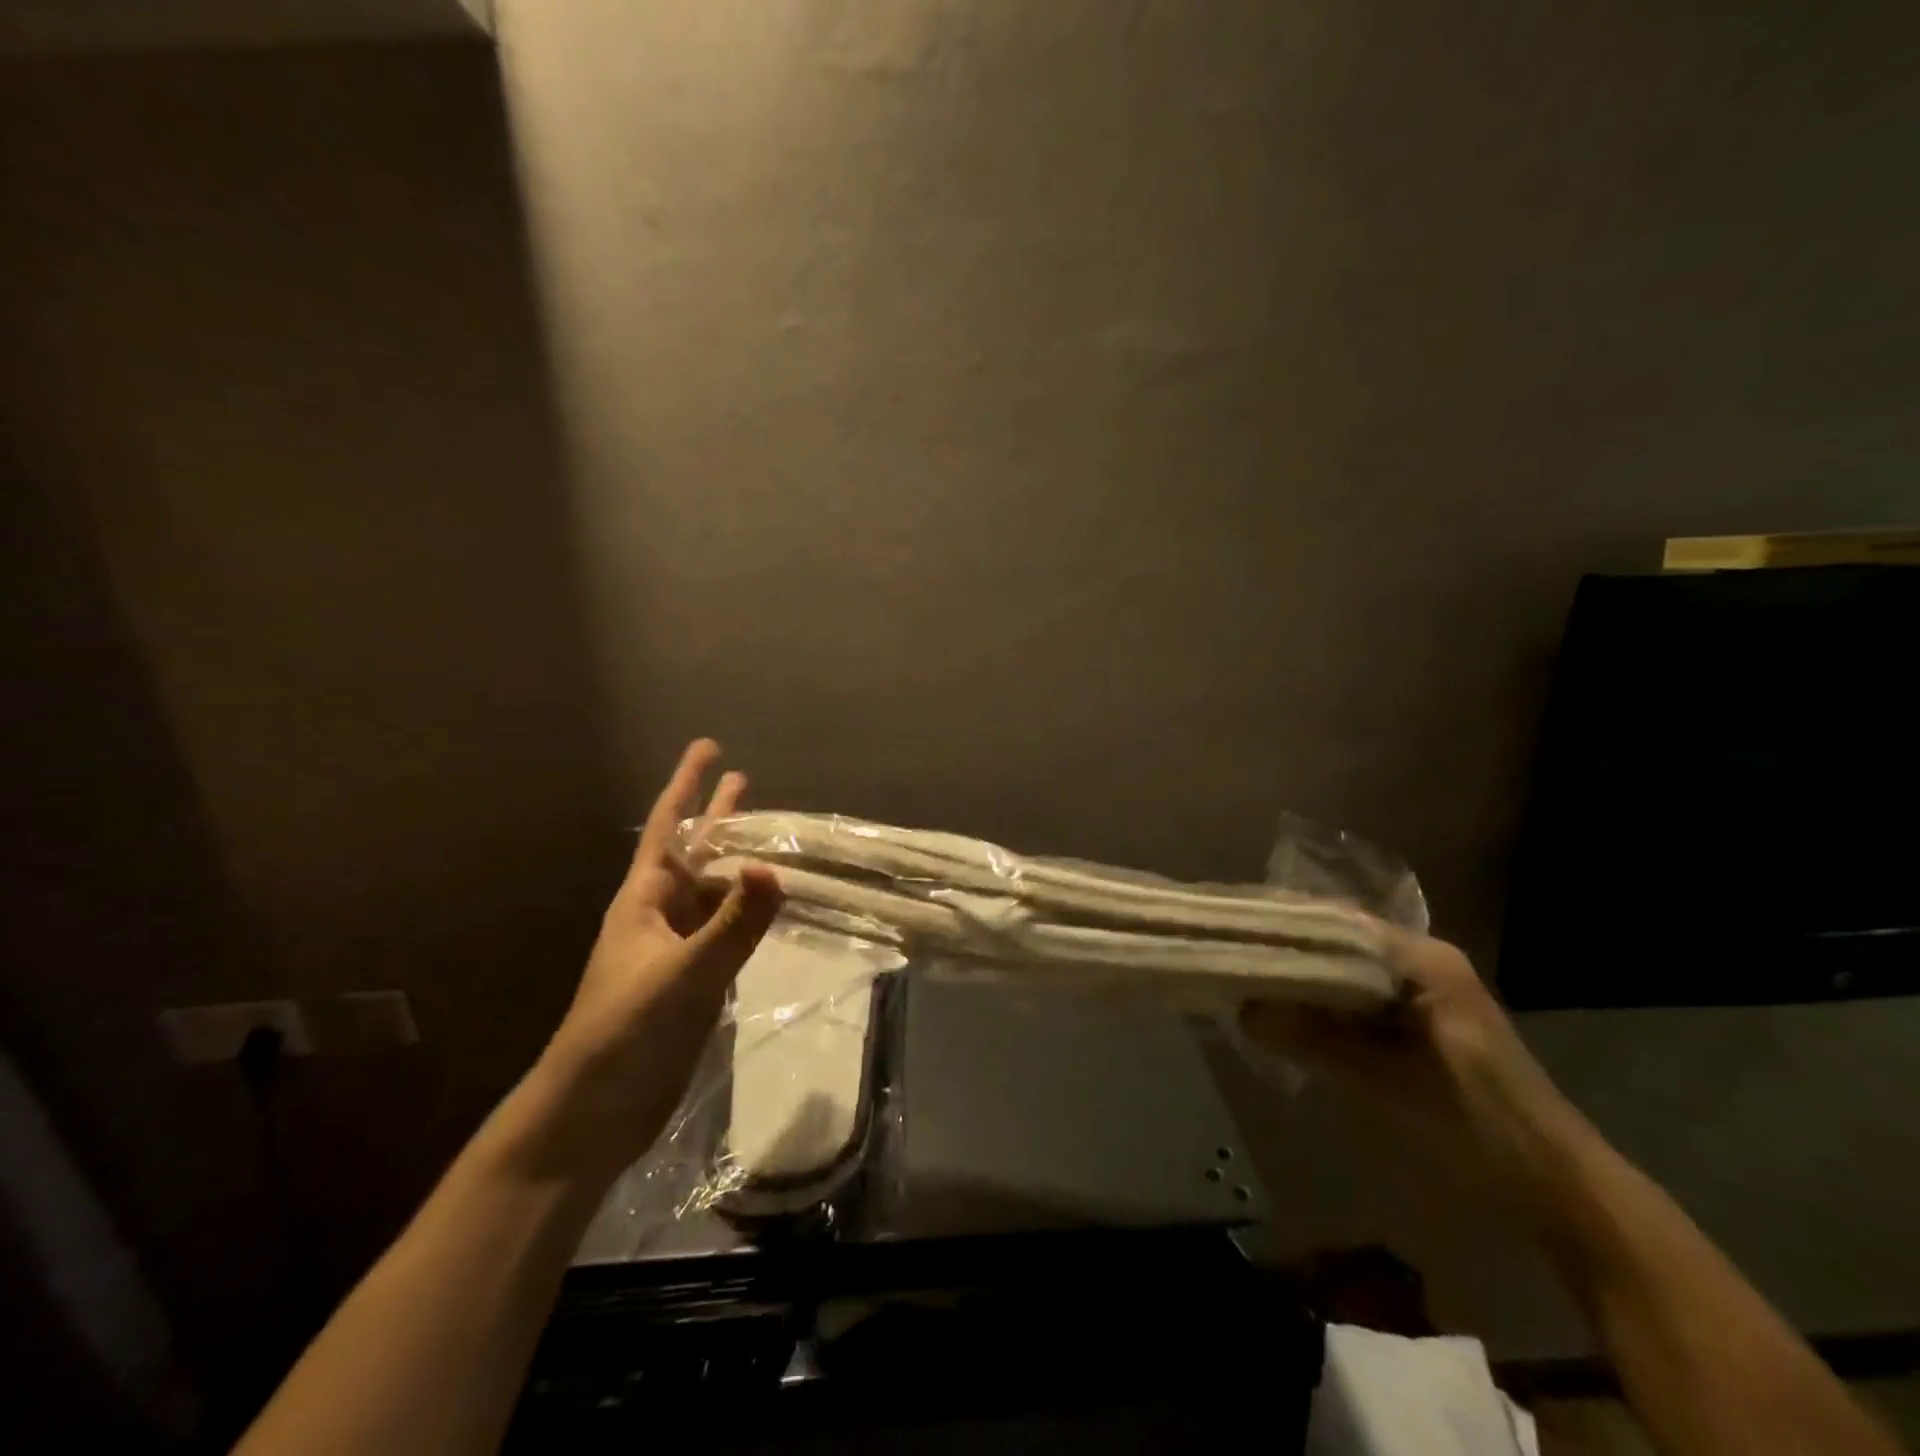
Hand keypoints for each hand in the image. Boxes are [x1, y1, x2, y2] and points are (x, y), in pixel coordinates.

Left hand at [526, 739, 782, 1182]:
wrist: (595, 1110)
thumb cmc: (625, 1031)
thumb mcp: (682, 973)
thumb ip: (731, 924)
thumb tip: (773, 867)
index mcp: (644, 900)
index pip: (669, 827)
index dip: (687, 785)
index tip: (707, 747)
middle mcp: (661, 914)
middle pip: (696, 852)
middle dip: (718, 816)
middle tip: (744, 779)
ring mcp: (678, 948)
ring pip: (715, 891)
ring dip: (739, 862)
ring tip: (770, 839)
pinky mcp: (694, 979)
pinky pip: (728, 929)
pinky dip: (749, 909)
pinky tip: (768, 902)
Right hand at [1242, 928, 1573, 1187]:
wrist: (1556, 1184)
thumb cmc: (1480, 1122)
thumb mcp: (1392, 1080)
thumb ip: (1316, 1041)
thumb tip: (1242, 1013)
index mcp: (1424, 960)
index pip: (1339, 922)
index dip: (1285, 920)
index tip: (1236, 922)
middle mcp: (1419, 964)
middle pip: (1337, 941)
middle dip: (1284, 946)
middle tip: (1229, 948)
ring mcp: (1418, 993)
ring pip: (1341, 970)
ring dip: (1297, 975)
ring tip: (1242, 974)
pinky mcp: (1414, 1024)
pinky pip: (1352, 999)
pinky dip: (1317, 1004)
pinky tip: (1282, 1012)